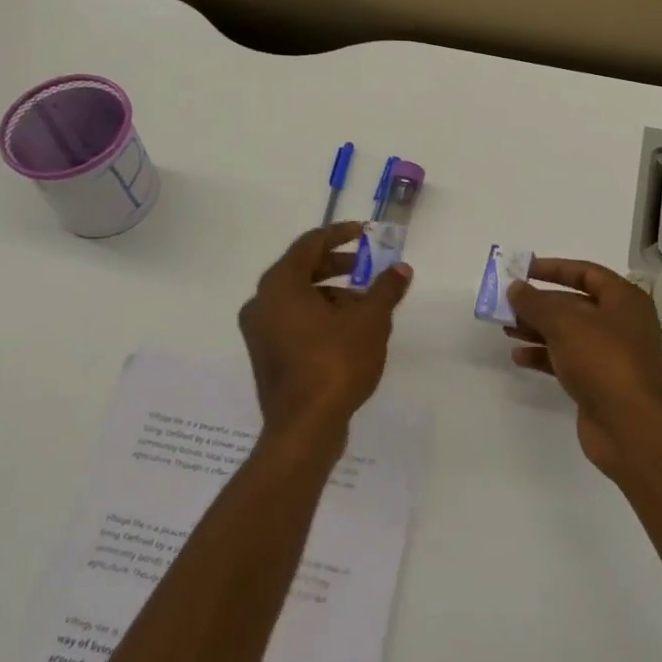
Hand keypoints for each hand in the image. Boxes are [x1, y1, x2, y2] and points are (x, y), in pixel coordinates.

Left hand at [238, 223, 411, 442]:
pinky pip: (293, 322)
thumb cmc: (335, 363)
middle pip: (302, 270)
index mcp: (280, 284)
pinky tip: (349, 331)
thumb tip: (401, 269)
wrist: (304, 428)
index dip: (340, 234)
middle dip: (337, 266)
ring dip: (331, 295)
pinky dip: (319, 316)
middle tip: (367, 267)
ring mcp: (260, 332)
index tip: (365, 233)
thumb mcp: (370, 320)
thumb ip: (385, 289)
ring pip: (298, 299)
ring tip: (366, 306)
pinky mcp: (266, 356)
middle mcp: (262, 302)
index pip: (310, 244)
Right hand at [506, 259, 661, 478]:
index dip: (554, 268)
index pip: (586, 273)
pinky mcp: (598, 382)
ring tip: (506, 328)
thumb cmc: (603, 360)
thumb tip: (515, 288)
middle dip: (539, 303)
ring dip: (537, 329)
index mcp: (624, 300)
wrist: (630, 427)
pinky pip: (566, 360)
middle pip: (574, 304)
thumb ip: (535, 302)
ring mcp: (610, 355)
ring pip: (568, 334)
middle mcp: (620, 323)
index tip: (523, 270)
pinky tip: (518, 357)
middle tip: (507, 304)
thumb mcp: (565, 323)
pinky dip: (544, 356)